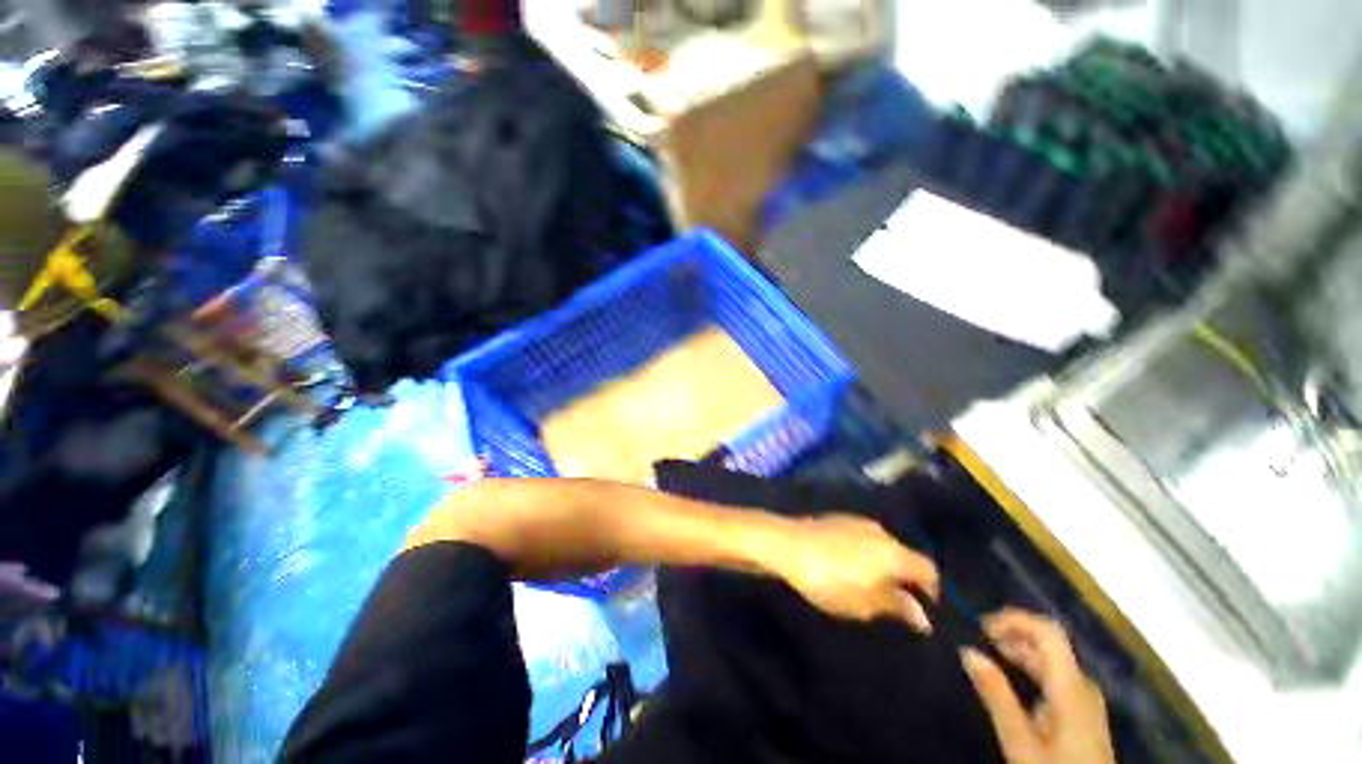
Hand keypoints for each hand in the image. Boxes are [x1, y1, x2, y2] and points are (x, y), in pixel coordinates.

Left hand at [773, 515, 939, 631]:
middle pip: (906, 556)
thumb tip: (922, 615)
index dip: (933, 593)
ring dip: (884, 565)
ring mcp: (858, 521)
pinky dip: (866, 554)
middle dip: (906, 579)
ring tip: (874, 586)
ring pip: (883, 546)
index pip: (929, 571)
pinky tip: (852, 567)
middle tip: (898, 603)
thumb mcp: (864, 603)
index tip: (927, 613)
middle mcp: (881, 531)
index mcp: (894, 551)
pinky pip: (863, 539)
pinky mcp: (838, 519)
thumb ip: (896, 607)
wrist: (785, 543)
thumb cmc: (828, 579)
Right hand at [961, 609, 1115, 763]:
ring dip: (1015, 652)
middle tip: (972, 643)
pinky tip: (1007, 683)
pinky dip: (1026, 669)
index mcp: (1071, 686)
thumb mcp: (1020, 741)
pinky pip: (1053, 677)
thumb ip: (996, 695)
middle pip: (1047, 644)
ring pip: (1049, 660)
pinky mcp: (1082, 713)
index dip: (1013, 619)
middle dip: (1008, 635)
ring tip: (984, 660)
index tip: (977, 626)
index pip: (1048, 632)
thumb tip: (967, 650)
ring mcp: (1085, 700)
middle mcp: (1082, 685)